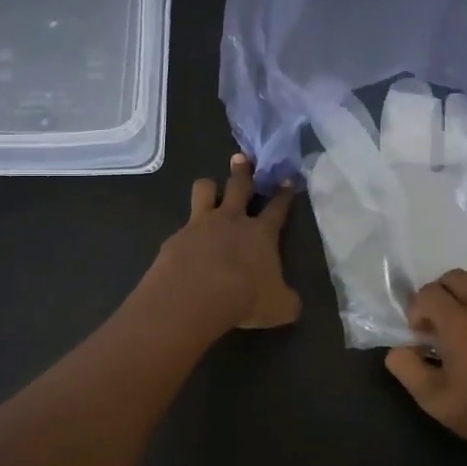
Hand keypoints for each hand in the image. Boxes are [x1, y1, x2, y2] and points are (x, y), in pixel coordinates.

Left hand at [146, 155, 300, 331]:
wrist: (195, 295)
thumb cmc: (245, 298)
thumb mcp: (279, 308)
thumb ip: (287, 301)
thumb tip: (291, 303)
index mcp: (261, 233)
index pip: (278, 208)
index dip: (284, 193)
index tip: (288, 178)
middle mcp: (232, 220)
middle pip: (239, 186)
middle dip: (243, 171)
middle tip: (242, 158)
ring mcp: (201, 225)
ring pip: (204, 190)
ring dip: (209, 187)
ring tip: (209, 188)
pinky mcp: (176, 237)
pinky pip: (182, 225)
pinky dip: (186, 231)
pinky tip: (185, 243)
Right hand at [384, 268, 466, 465]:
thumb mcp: (432, 399)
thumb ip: (406, 368)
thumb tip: (398, 349)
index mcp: (460, 324)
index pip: (429, 292)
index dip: (416, 309)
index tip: (420, 334)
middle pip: (454, 276)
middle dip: (438, 294)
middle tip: (438, 323)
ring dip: (465, 288)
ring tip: (463, 316)